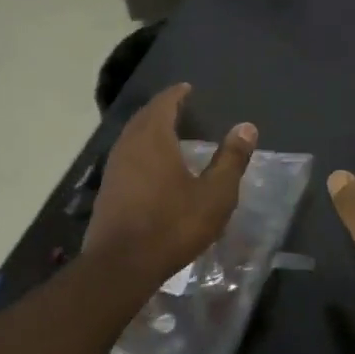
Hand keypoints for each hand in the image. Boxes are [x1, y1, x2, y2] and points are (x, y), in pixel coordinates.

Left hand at [85, 83, 256, 283]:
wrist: (121, 264)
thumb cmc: (172, 225)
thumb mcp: (214, 194)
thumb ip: (231, 159)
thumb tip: (246, 127)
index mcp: (153, 138)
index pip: (163, 103)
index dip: (176, 94)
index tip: (187, 88)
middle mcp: (129, 145)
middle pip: (144, 117)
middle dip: (161, 109)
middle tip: (179, 107)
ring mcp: (113, 167)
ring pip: (132, 137)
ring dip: (148, 129)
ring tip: (167, 133)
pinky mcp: (107, 189)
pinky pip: (126, 156)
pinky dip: (140, 150)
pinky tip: (151, 166)